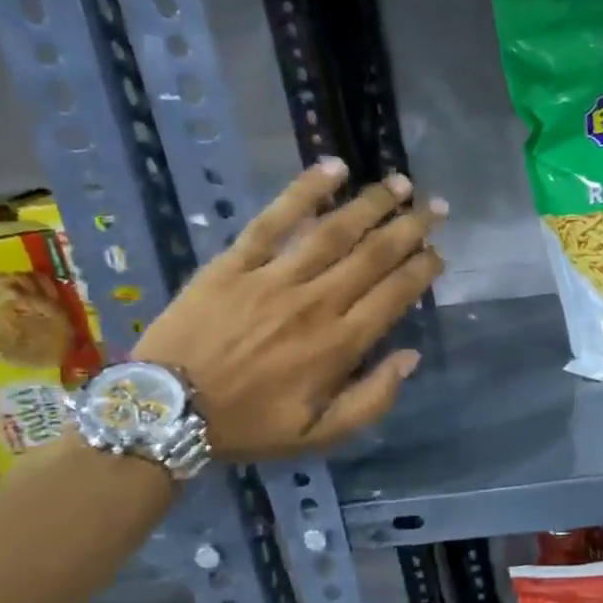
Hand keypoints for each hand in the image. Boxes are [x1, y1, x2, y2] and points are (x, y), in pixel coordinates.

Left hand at [134, 160, 444, 459]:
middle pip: (374, 255)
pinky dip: (305, 192)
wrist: (164, 412)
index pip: (395, 294)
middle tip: (436, 207)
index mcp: (339, 344)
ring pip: (334, 231)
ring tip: (400, 183)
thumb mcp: (318, 434)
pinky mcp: (235, 262)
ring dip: (372, 204)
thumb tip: (410, 357)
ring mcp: (274, 278)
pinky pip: (275, 220)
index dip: (423, 269)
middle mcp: (316, 303)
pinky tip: (332, 168)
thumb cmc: (247, 425)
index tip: (439, 253)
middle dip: (411, 227)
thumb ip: (371, 399)